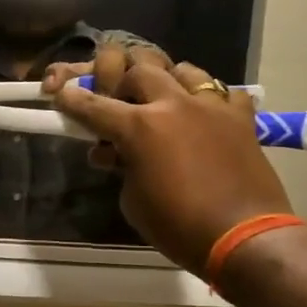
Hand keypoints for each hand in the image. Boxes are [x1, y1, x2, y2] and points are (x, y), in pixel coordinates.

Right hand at [52, 53, 292, 274]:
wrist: (244, 238)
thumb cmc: (178, 227)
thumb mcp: (133, 201)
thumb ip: (121, 168)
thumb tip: (116, 156)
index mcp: (139, 128)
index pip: (94, 105)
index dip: (73, 99)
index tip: (61, 92)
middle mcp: (172, 105)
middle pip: (139, 69)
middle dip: (124, 82)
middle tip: (122, 102)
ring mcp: (211, 107)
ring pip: (183, 69)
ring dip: (167, 81)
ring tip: (165, 100)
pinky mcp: (241, 118)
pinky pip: (223, 92)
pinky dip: (210, 99)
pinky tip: (205, 116)